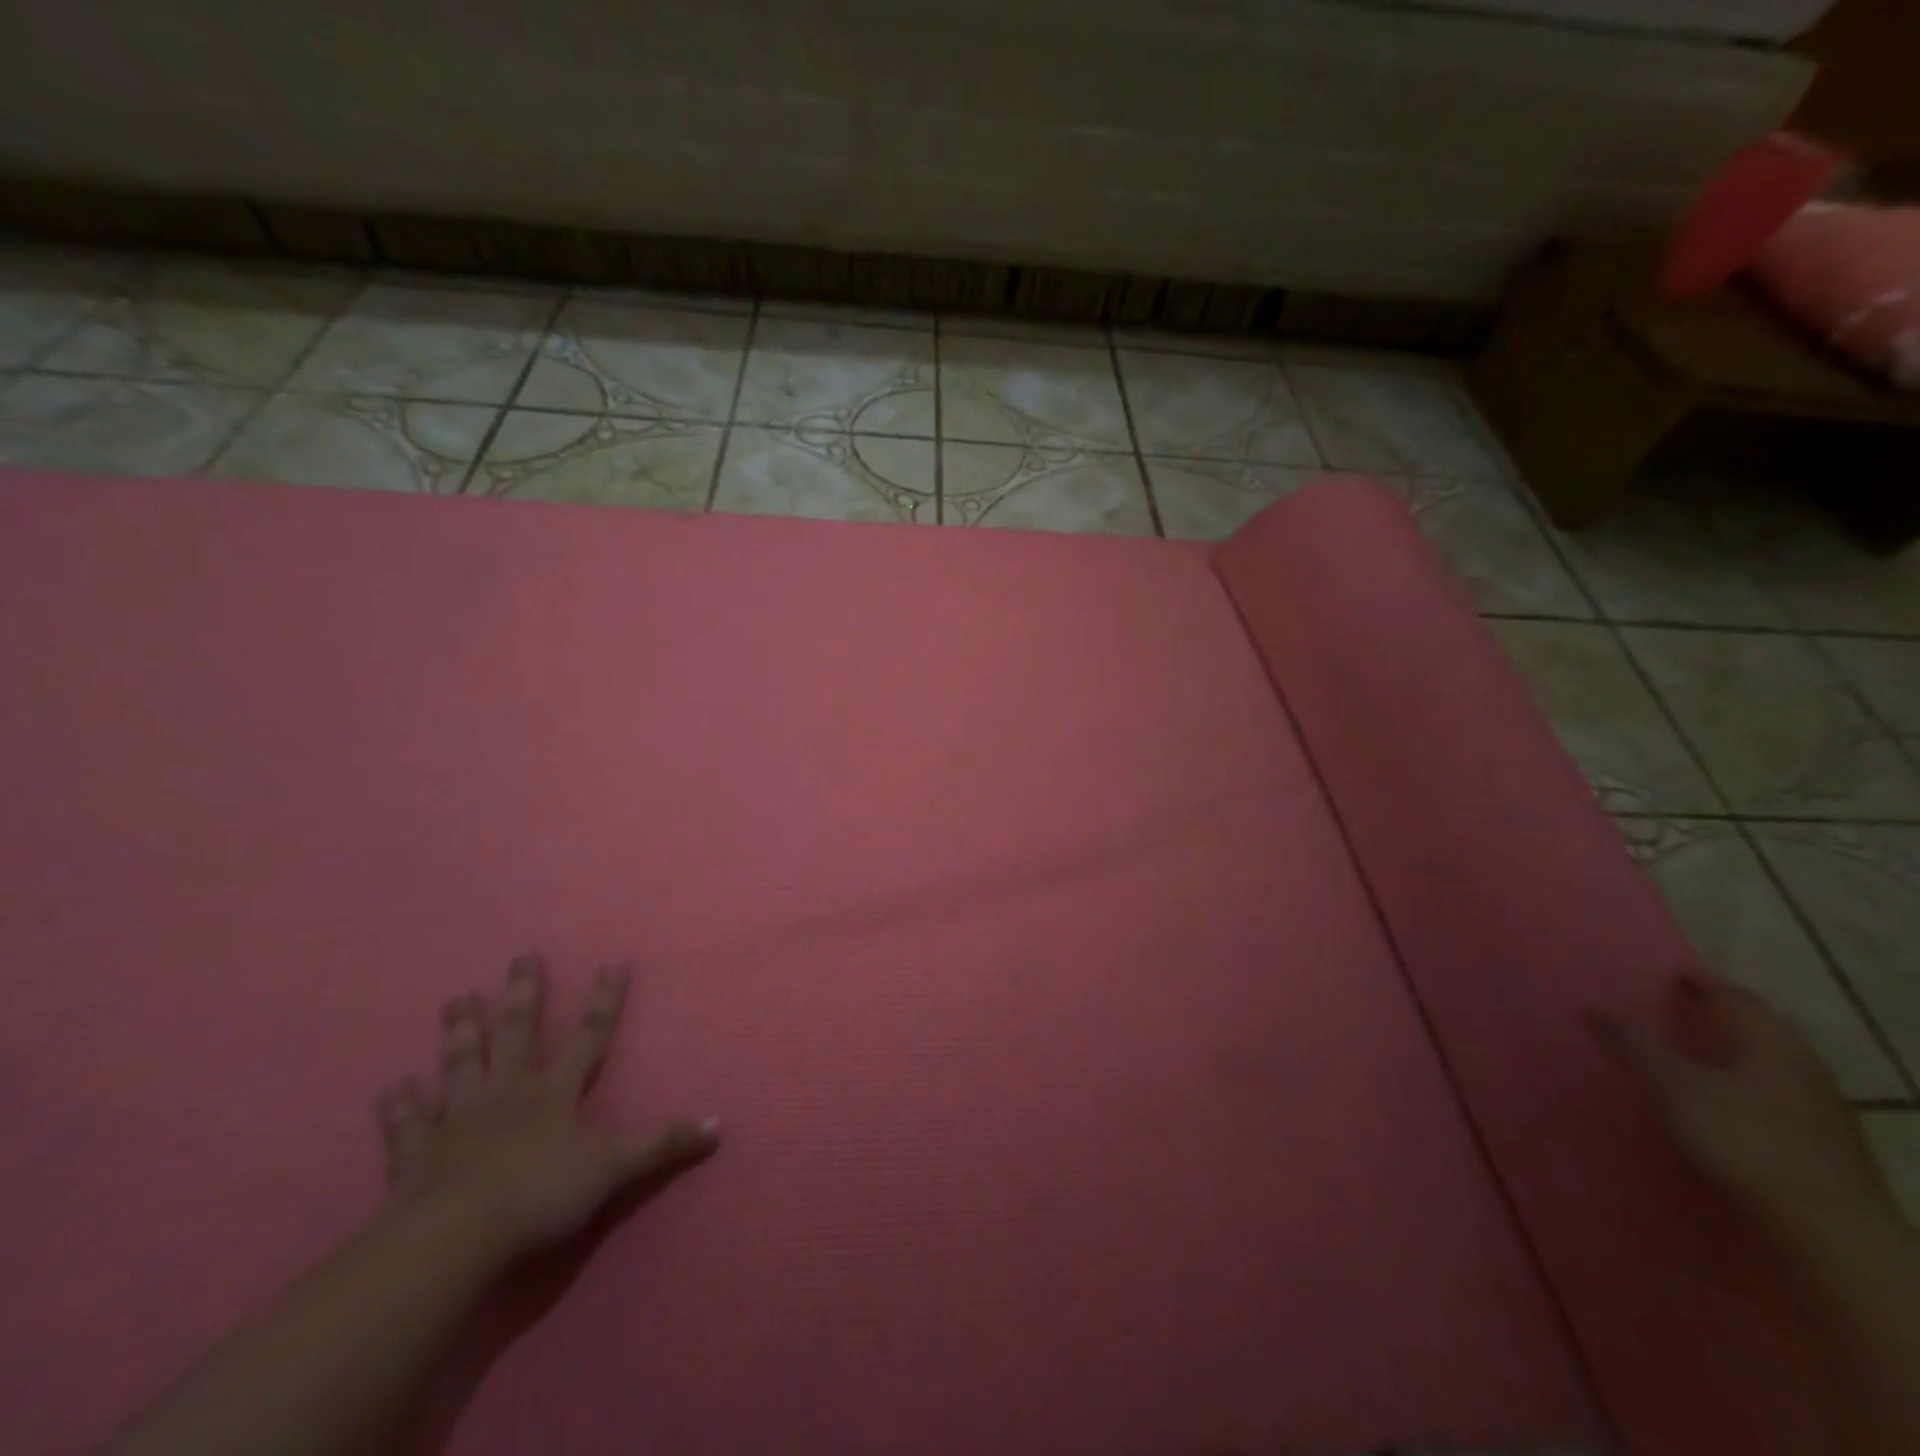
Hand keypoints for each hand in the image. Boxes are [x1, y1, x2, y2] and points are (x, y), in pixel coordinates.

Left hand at [376, 956, 718, 1261]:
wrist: (455, 1238)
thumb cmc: (540, 1195)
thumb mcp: (614, 1170)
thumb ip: (662, 1145)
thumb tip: (718, 1124)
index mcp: (555, 1092)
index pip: (589, 1035)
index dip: (604, 1000)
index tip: (612, 963)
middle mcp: (508, 1092)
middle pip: (517, 1032)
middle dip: (523, 993)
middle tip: (520, 956)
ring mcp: (459, 1118)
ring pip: (461, 1063)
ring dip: (461, 1031)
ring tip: (458, 999)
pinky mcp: (416, 1152)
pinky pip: (407, 1123)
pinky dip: (400, 1105)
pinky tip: (393, 1085)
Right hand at [1591, 975, 1899, 1248]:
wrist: (1829, 1232)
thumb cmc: (1742, 1141)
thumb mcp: (1672, 1086)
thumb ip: (1634, 1043)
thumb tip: (1596, 1005)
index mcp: (1772, 1044)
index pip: (1737, 997)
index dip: (1702, 983)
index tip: (1671, 976)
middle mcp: (1804, 1068)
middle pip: (1760, 1030)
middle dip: (1721, 1018)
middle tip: (1679, 1013)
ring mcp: (1823, 1110)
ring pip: (1772, 1066)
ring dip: (1735, 1055)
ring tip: (1695, 1058)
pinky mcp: (1827, 1145)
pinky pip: (1779, 1097)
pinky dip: (1748, 1087)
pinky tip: (1727, 1105)